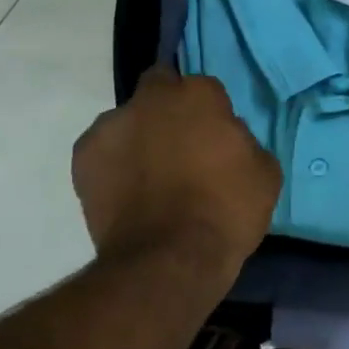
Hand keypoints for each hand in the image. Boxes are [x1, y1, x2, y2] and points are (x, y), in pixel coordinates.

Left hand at [71, 67, 280, 275]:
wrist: (170, 260)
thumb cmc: (227, 212)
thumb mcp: (264, 172)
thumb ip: (242, 140)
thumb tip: (226, 138)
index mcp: (198, 95)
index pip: (205, 88)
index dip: (211, 112)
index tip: (215, 137)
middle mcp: (151, 99)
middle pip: (159, 88)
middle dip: (168, 108)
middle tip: (181, 145)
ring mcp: (111, 126)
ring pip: (128, 120)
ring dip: (139, 136)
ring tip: (149, 175)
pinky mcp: (83, 158)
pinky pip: (104, 151)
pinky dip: (114, 164)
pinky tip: (128, 192)